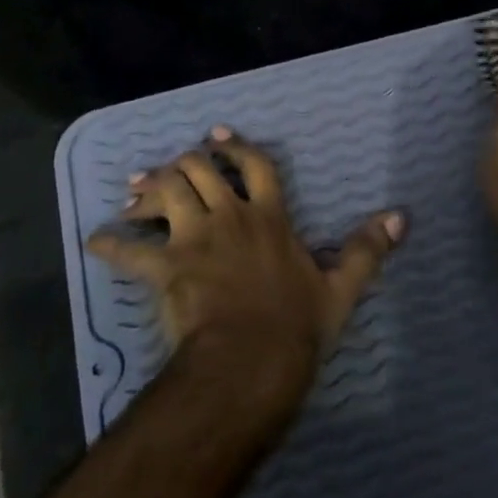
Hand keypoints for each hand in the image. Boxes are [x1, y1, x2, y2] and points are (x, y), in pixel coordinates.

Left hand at [88, 127, 404, 409]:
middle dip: (185, 162)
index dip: (236, 146)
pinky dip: (110, 244)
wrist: (250, 362)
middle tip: (175, 167)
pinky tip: (96, 240)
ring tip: (136, 192)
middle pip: (199, 170)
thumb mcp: (341, 288)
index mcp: (270, 217)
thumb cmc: (296, 325)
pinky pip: (129, 251)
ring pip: (166, 194)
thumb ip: (367, 249)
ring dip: (149, 189)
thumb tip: (401, 217)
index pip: (256, 165)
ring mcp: (193, 240)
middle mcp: (229, 217)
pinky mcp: (164, 269)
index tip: (218, 135)